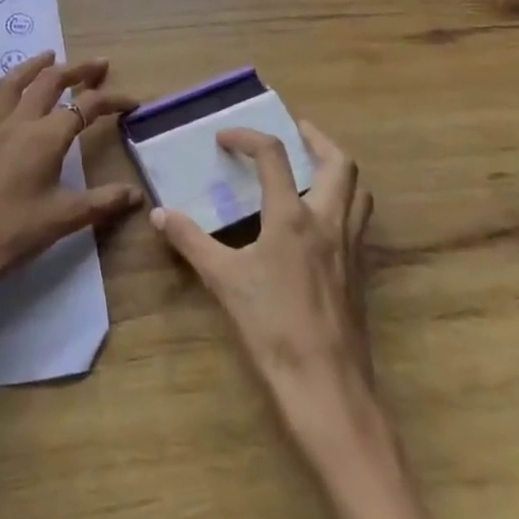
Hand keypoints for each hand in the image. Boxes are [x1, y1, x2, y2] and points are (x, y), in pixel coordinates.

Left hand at [0, 52, 142, 299]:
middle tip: (97, 65)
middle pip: (49, 83)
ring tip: (48, 55)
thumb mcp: (65, 219)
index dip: (111, 101)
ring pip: (10, 86)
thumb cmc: (16, 233)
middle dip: (76, 70)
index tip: (132, 102)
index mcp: (46, 138)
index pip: (86, 107)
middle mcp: (18, 124)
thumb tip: (138, 194)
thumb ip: (103, 202)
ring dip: (31, 66)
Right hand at [152, 122, 376, 452]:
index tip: (224, 138)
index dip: (247, 137)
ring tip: (312, 167)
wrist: (327, 387)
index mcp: (293, 217)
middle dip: (317, 139)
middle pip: (339, 163)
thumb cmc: (272, 328)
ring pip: (358, 191)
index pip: (273, 155)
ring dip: (337, 169)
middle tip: (295, 131)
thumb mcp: (223, 281)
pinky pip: (359, 222)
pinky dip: (344, 203)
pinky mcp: (359, 273)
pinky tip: (320, 222)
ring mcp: (350, 248)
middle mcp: (328, 221)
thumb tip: (159, 214)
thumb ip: (191, 241)